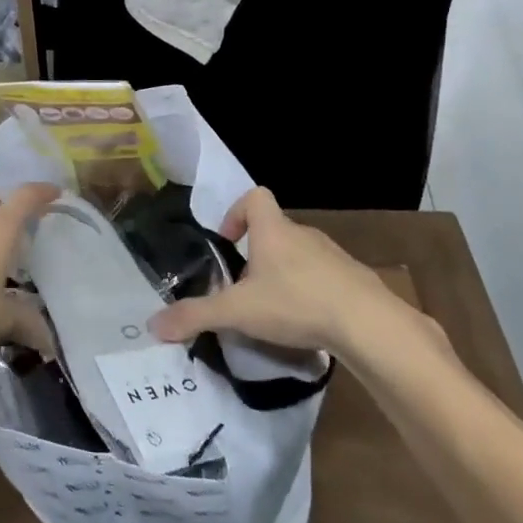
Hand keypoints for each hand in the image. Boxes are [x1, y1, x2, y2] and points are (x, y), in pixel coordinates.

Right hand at [148, 187, 452, 370]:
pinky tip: (308, 325)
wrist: (369, 325)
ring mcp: (334, 256)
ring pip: (301, 255)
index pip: (255, 196)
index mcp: (274, 230)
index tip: (228, 242)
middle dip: (257, 254)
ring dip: (285, 274)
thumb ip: (196, 316)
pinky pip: (326, 278)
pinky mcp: (355, 280)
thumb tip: (152, 326)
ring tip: (275, 311)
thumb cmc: (297, 303)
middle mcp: (303, 235)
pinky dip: (313, 293)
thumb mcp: (239, 311)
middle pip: (275, 229)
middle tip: (244, 288)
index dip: (237, 212)